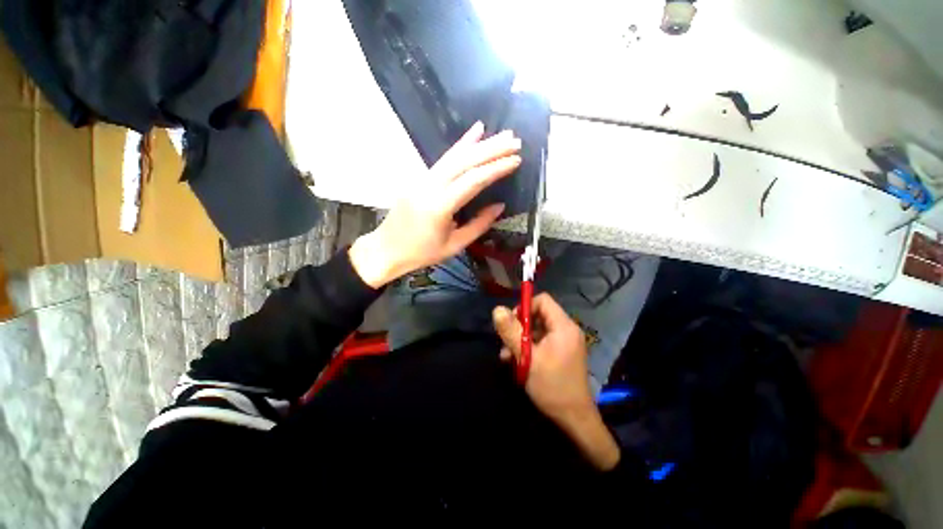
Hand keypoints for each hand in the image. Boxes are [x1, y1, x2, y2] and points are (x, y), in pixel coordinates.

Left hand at [350, 122, 521, 287]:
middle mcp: (430, 186)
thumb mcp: (454, 245)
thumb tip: (500, 205)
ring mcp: (423, 178)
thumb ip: (479, 224)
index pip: (473, 180)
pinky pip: (444, 158)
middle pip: (465, 161)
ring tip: (503, 135)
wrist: (387, 249)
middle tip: (515, 141)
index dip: (496, 169)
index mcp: (440, 206)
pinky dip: (461, 145)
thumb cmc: (422, 253)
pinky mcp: (420, 176)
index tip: (516, 160)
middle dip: (492, 149)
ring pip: (454, 155)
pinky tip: (475, 132)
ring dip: (480, 143)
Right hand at [493, 294, 620, 470]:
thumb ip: (511, 332)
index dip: (525, 307)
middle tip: (506, 342)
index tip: (512, 323)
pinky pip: (542, 342)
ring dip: (520, 340)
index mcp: (563, 326)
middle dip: (519, 327)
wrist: (574, 420)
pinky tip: (516, 362)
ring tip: (507, 356)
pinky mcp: (561, 353)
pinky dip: (528, 348)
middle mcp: (566, 330)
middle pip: (538, 315)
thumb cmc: (551, 386)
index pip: (543, 300)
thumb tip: (497, 309)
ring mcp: (565, 342)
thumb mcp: (527, 357)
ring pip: (537, 330)